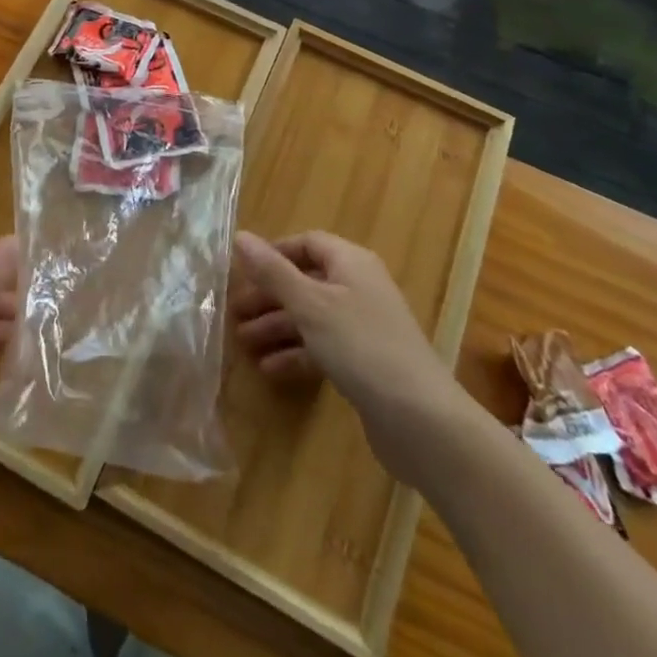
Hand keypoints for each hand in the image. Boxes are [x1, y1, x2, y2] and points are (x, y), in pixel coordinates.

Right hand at [232, 231, 474, 477]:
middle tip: (234, 313)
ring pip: (312, 317)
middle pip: (306, 281)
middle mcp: (359, 288)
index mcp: (351, 263)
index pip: (307, 243)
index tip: (242, 272)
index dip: (274, 254)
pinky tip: (270, 370)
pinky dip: (296, 354)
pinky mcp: (365, 363)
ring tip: (243, 344)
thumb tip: (240, 236)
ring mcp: (364, 327)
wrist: (422, 421)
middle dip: (270, 296)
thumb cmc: (361, 347)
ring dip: (278, 328)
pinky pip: (323, 348)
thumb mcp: (310, 305)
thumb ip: (273, 271)